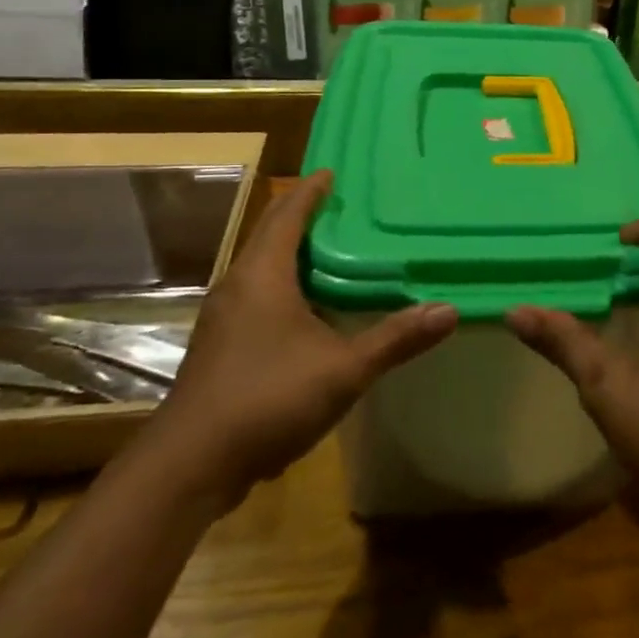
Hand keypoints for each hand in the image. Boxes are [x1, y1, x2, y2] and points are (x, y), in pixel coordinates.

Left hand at [143, 169, 456, 513]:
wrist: (189, 466)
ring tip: (335, 251)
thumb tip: (449, 311)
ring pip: (262, 268)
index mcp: (262, 274)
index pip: (287, 214)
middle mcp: (238, 285)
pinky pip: (257, 296)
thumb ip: (396, 338)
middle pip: (271, 235)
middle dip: (303, 216)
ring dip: (293, 253)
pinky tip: (311, 308)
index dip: (311, 190)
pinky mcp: (220, 346)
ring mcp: (224, 318)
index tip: (332, 171)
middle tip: (344, 207)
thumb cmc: (267, 399)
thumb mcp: (343, 369)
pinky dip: (285, 285)